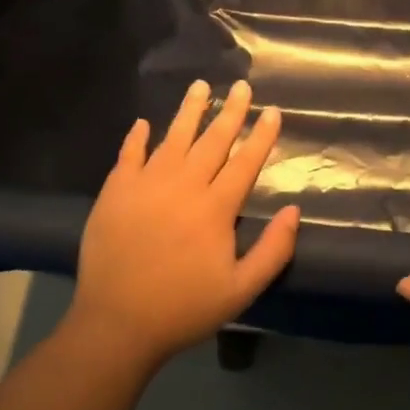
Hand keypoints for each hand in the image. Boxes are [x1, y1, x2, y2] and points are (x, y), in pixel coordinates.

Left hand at [69, 79, 298, 369]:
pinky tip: (144, 123)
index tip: (272, 110)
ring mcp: (146, 185)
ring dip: (189, 111)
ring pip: (173, 138)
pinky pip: (128, 155)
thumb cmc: (184, 308)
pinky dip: (137, 137)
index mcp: (215, 208)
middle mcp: (183, 186)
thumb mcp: (241, 290)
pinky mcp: (115, 192)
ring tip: (200, 85)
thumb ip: (273, 250)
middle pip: (212, 140)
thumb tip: (294, 211)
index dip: (261, 135)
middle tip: (241, 85)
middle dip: (231, 111)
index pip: (245, 162)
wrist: (116, 325)